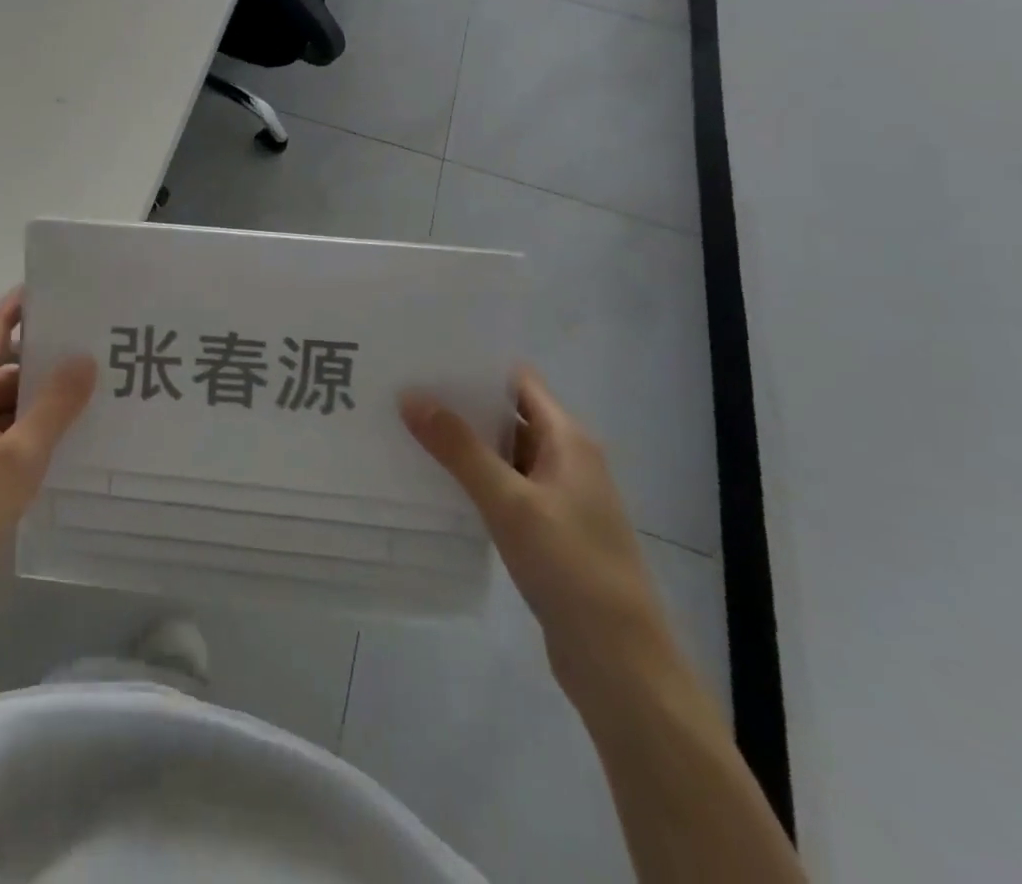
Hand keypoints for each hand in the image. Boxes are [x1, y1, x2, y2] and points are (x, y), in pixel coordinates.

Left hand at [0, 290, 94, 616]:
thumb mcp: (20, 457)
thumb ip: (55, 405)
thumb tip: (84, 357)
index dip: (23, 305)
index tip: (62, 291)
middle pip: (2, 362)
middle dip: (44, 356)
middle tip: (93, 350)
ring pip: (1, 398)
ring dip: (37, 395)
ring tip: (86, 394)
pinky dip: (24, 424)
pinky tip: (57, 439)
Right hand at [400, 368, 680, 700]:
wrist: (620, 664)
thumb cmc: (572, 569)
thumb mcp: (510, 502)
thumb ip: (460, 449)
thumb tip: (410, 395)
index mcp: (569, 440)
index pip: (518, 381)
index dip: (476, 365)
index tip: (425, 355)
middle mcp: (566, 459)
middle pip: (507, 414)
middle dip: (458, 402)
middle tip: (401, 388)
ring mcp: (556, 497)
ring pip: (501, 453)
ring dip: (461, 442)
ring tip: (404, 426)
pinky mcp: (545, 530)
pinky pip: (502, 487)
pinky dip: (470, 478)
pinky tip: (430, 479)